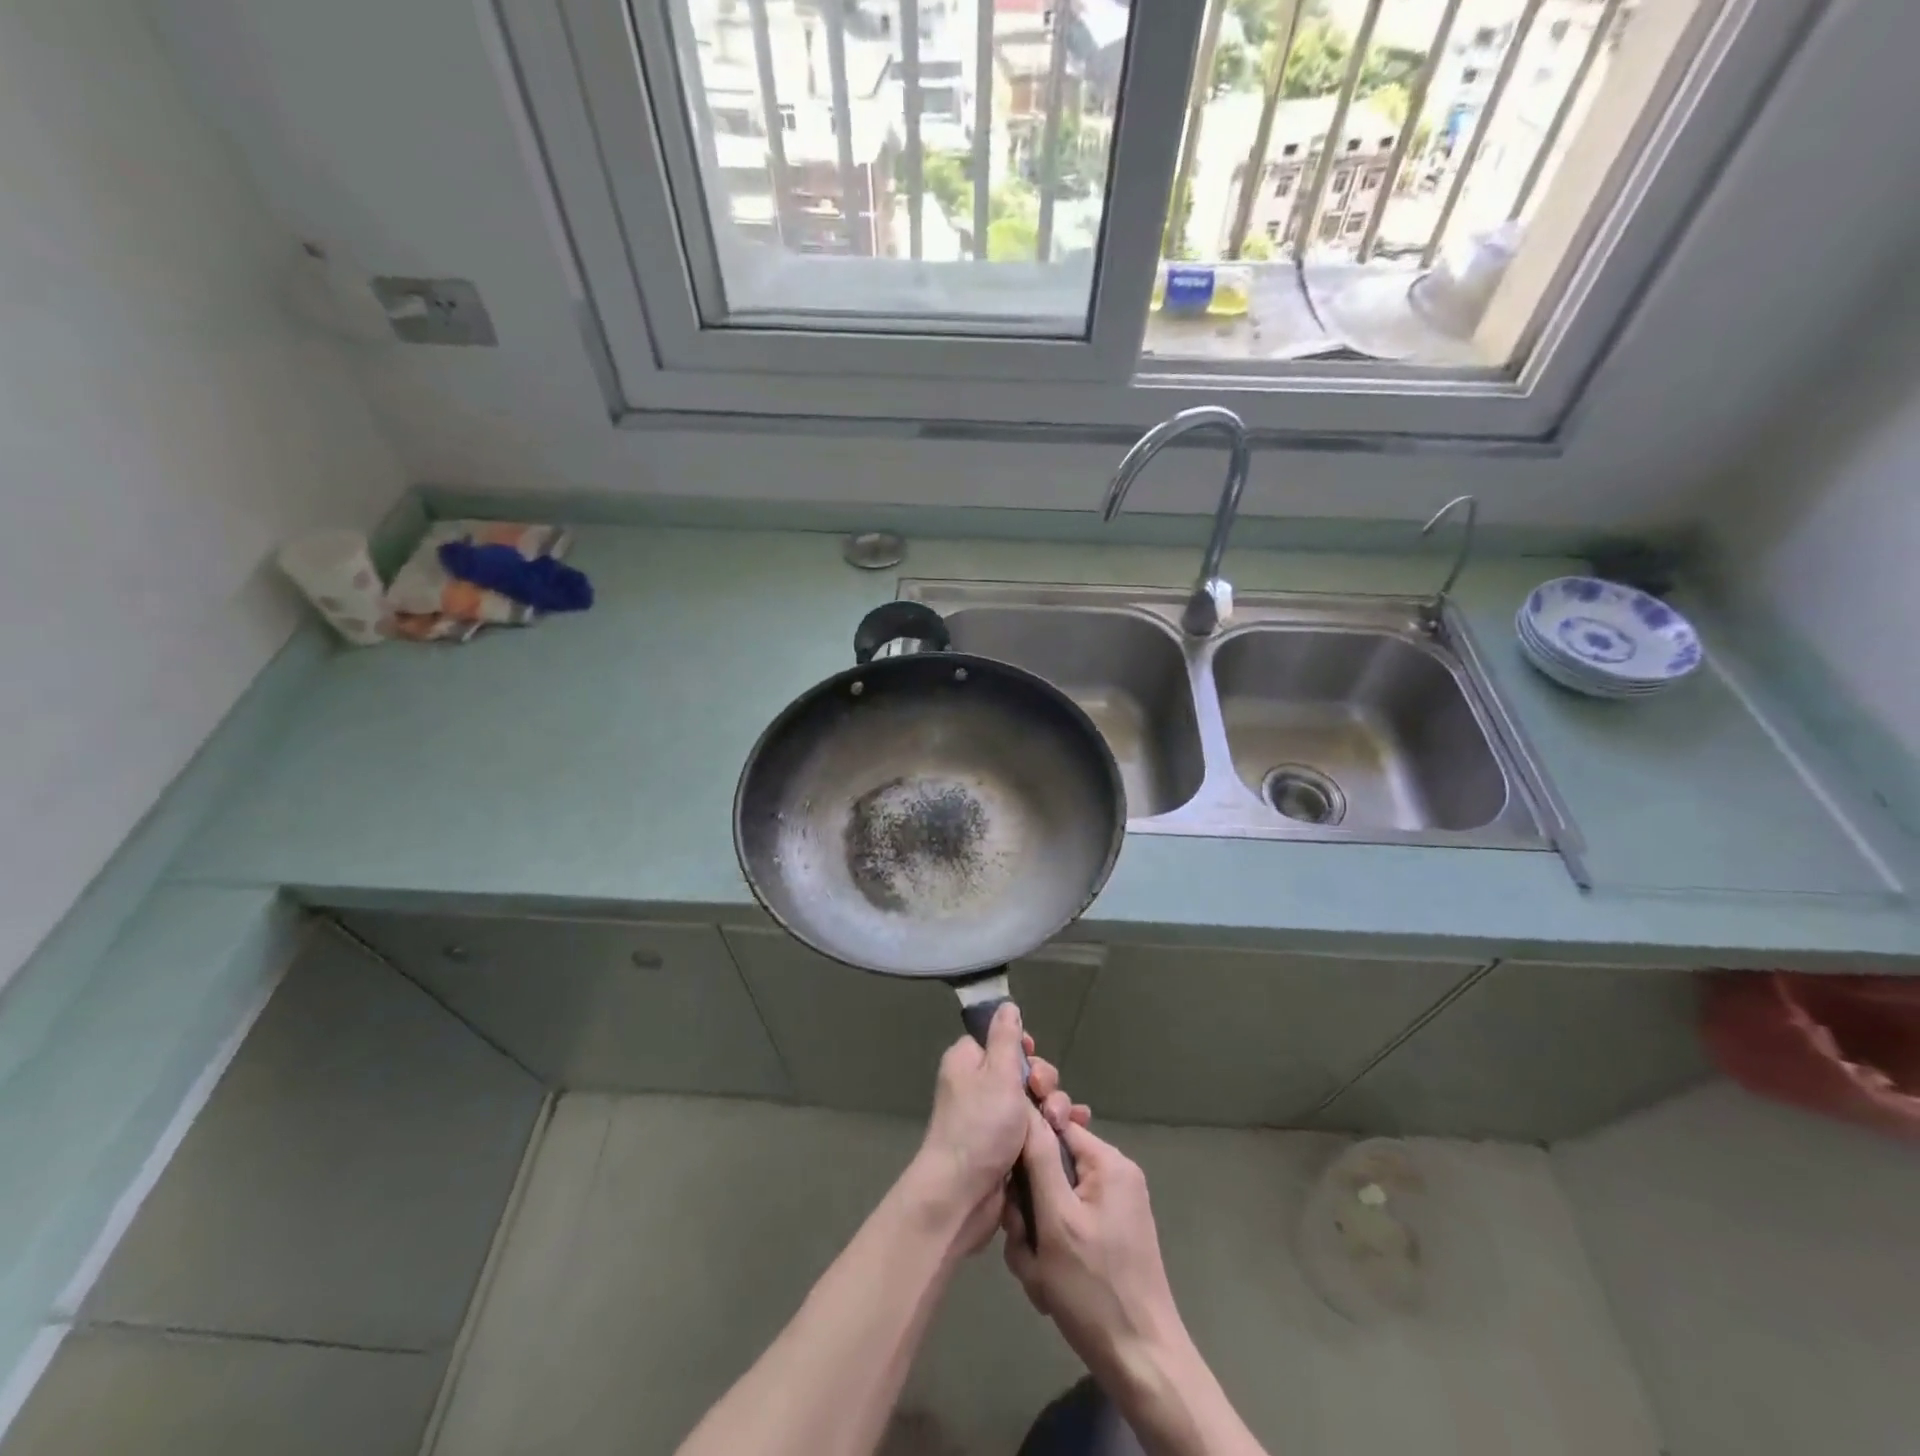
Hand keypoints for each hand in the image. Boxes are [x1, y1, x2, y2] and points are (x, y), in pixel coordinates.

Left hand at [912, 1005, 1089, 1253]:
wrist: (961, 1196)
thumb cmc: (979, 1127)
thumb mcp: (997, 1074)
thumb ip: (1006, 1038)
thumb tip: (1006, 1005)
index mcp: (968, 1063)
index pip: (1000, 1041)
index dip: (1023, 1049)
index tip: (1033, 1059)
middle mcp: (977, 1087)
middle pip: (1023, 1071)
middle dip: (1044, 1082)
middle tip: (1045, 1097)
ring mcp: (992, 1119)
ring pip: (1033, 1102)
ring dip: (1054, 1108)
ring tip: (1062, 1123)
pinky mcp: (1006, 1148)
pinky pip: (1035, 1128)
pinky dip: (1053, 1129)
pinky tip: (1074, 1133)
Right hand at [1001, 1112, 1186, 1395]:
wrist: (1141, 1364)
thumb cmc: (1094, 1288)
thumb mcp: (1055, 1218)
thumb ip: (1038, 1157)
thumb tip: (1025, 1104)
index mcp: (1108, 1161)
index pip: (1053, 1126)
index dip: (1024, 1152)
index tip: (1011, 1189)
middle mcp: (1113, 1175)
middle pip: (1050, 1167)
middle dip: (1029, 1206)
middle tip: (1025, 1242)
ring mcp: (1113, 1208)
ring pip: (1052, 1201)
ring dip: (1035, 1235)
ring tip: (1037, 1271)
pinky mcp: (1109, 1236)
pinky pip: (1065, 1224)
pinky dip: (1050, 1250)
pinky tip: (1048, 1284)